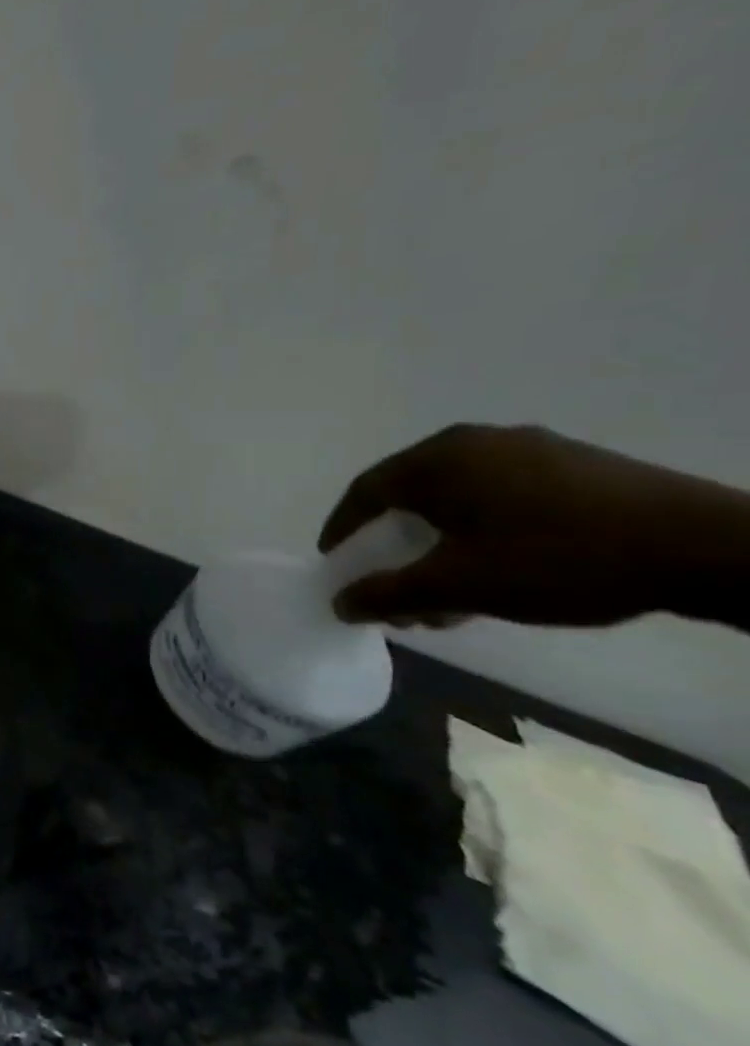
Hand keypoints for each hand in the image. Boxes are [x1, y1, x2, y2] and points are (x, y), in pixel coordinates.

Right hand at [319, 424, 749, 627]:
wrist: (709, 549)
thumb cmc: (557, 559)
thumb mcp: (460, 586)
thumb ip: (389, 593)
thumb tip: (340, 604)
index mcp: (437, 460)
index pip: (365, 491)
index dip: (342, 529)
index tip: (335, 562)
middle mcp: (474, 442)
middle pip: (412, 495)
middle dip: (395, 544)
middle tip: (395, 585)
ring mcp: (530, 448)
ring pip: (459, 497)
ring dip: (441, 542)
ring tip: (451, 589)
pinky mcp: (575, 465)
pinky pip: (502, 495)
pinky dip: (482, 529)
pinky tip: (501, 566)